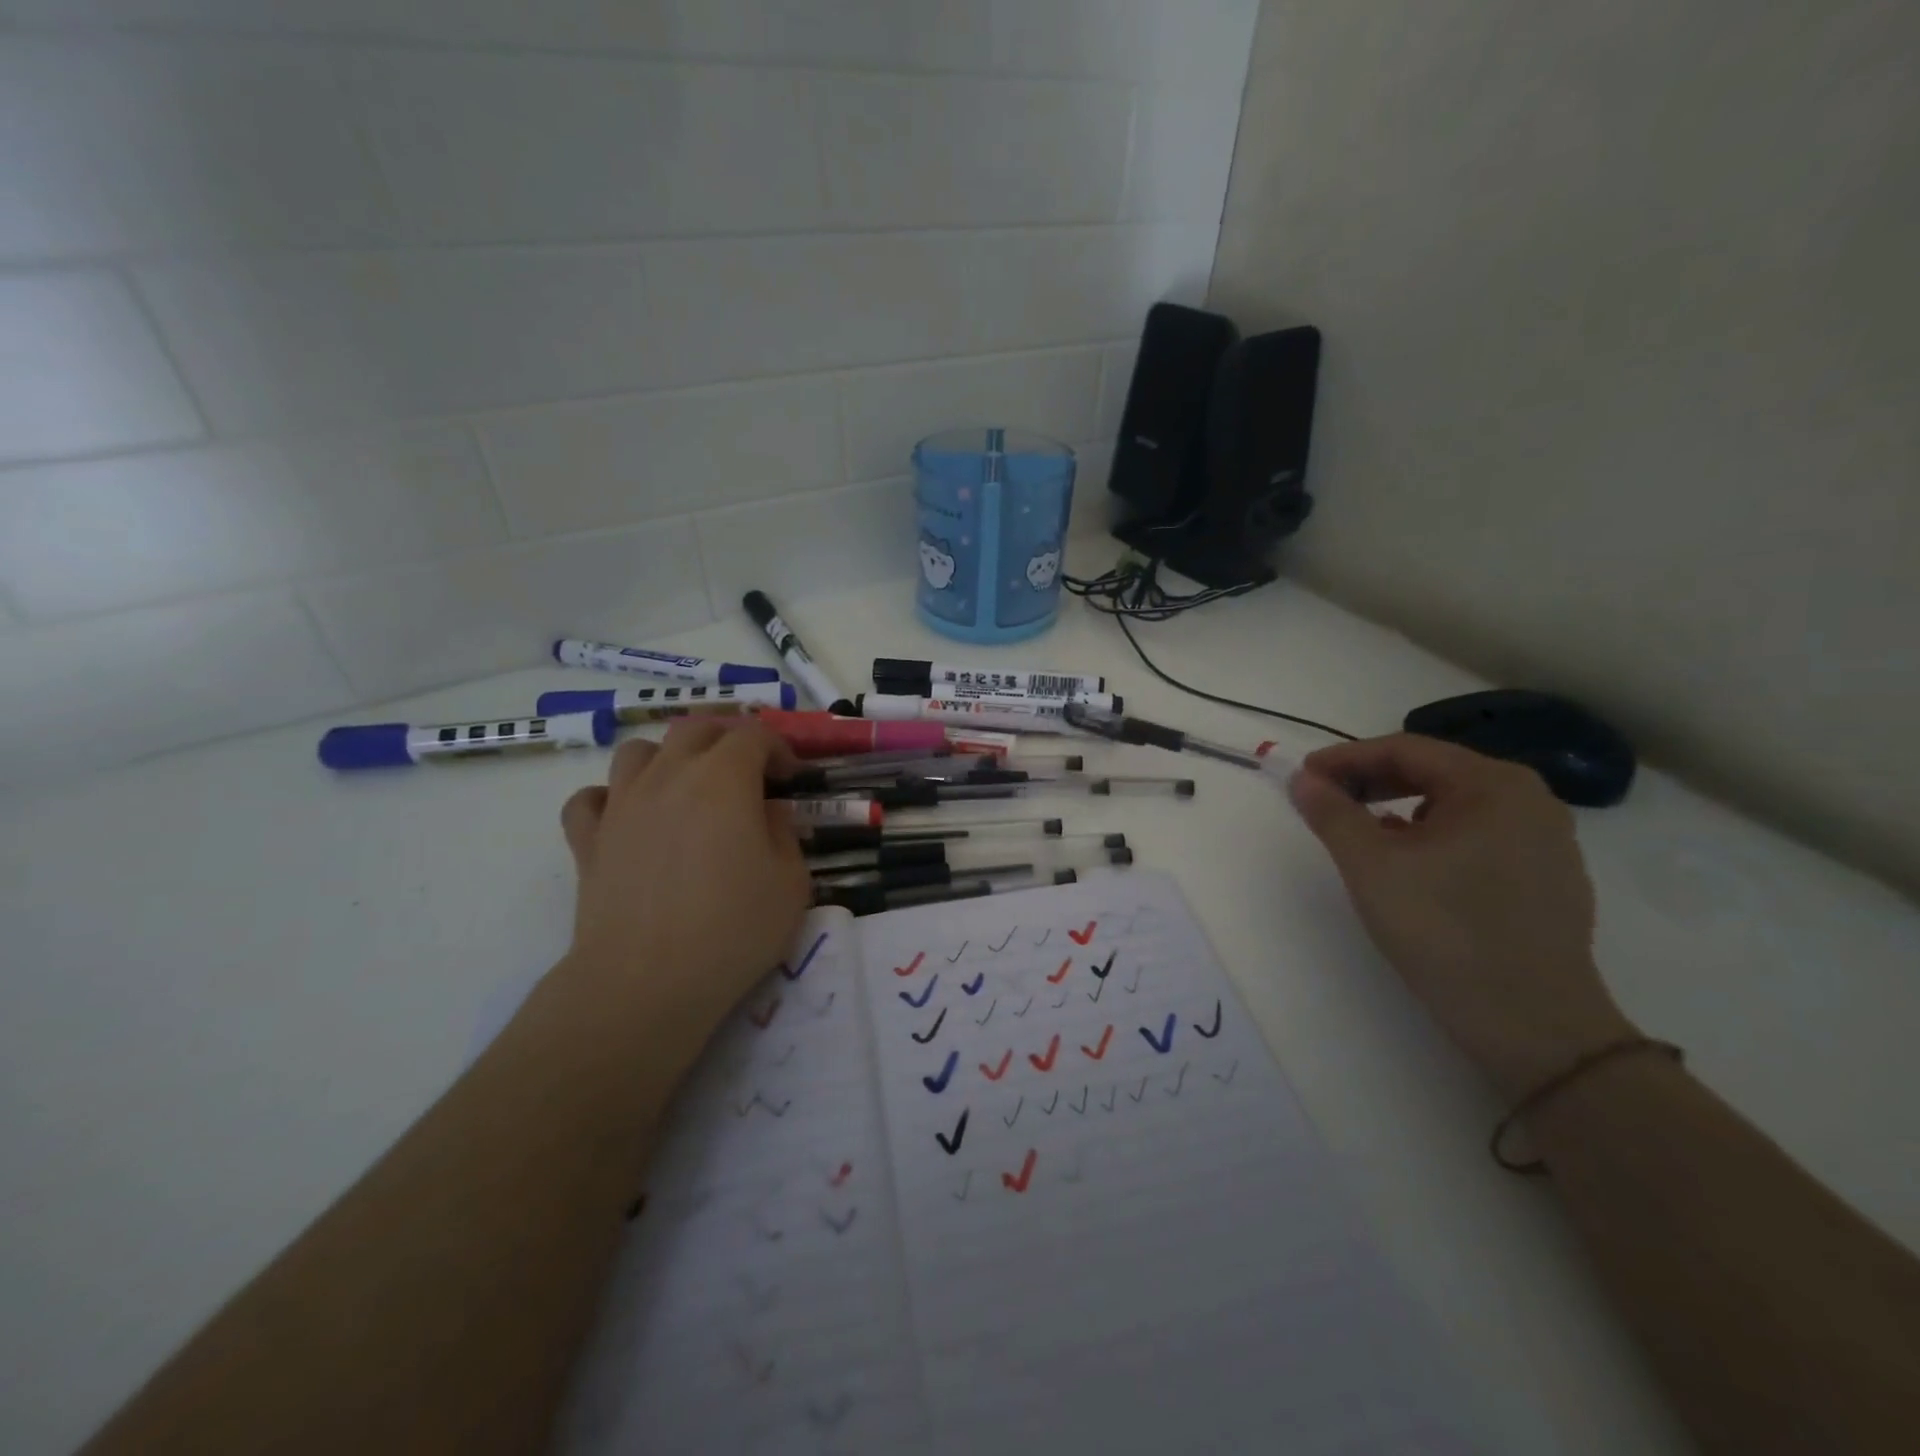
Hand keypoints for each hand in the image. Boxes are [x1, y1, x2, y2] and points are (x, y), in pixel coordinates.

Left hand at [557, 720, 810, 1070]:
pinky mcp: (588, 840)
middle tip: (746, 773)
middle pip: (695, 729)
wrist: (647, 982)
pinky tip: (629, 819)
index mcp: (724, 779)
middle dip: (727, 740)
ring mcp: (621, 805)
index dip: (778, 747)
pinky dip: (610, 798)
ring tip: (686, 789)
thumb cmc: (732, 930)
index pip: (753, 735)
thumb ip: (785, 835)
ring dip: (667, 758)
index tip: (791, 778)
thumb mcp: (791, 883)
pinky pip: (590, 798)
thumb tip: (769, 813)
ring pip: (637, 751)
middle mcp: (669, 777)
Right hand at [1287, 733, 1635, 1098]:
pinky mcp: (1549, 879)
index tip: (1302, 777)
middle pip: (1434, 773)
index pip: (1405, 750)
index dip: (1345, 759)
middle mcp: (1530, 800)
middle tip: (1324, 801)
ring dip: (1399, 809)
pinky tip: (1409, 863)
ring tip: (1360, 832)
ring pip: (1455, 806)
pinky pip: (1478, 836)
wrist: (1532, 1026)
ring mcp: (1547, 841)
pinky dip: (1433, 837)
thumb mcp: (1371, 866)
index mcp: (1494, 785)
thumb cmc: (1444, 931)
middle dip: (1371, 782)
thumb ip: (1331, 813)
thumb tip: (1302, 779)